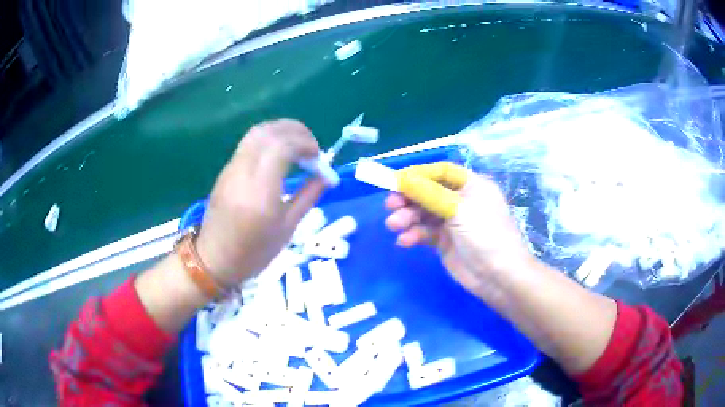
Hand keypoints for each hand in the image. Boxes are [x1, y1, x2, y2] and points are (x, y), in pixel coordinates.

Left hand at [196, 119, 326, 286]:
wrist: (214, 259)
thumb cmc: (254, 253)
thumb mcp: (287, 229)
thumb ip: (308, 196)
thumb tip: (326, 176)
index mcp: (260, 193)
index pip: (282, 147)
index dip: (305, 143)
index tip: (318, 156)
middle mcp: (243, 173)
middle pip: (268, 132)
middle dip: (295, 130)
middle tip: (311, 147)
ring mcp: (231, 169)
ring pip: (256, 133)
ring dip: (281, 131)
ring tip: (297, 146)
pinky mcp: (226, 170)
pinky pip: (248, 144)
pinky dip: (269, 140)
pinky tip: (279, 155)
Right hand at [385, 172, 535, 298]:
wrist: (499, 276)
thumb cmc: (485, 234)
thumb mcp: (458, 209)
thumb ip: (428, 194)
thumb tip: (402, 179)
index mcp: (471, 185)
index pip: (441, 172)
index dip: (418, 174)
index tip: (395, 180)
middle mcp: (461, 200)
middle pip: (429, 192)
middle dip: (409, 198)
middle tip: (390, 205)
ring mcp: (453, 222)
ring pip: (424, 213)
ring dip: (408, 218)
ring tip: (395, 225)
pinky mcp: (445, 242)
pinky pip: (425, 232)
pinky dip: (414, 234)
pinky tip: (405, 241)